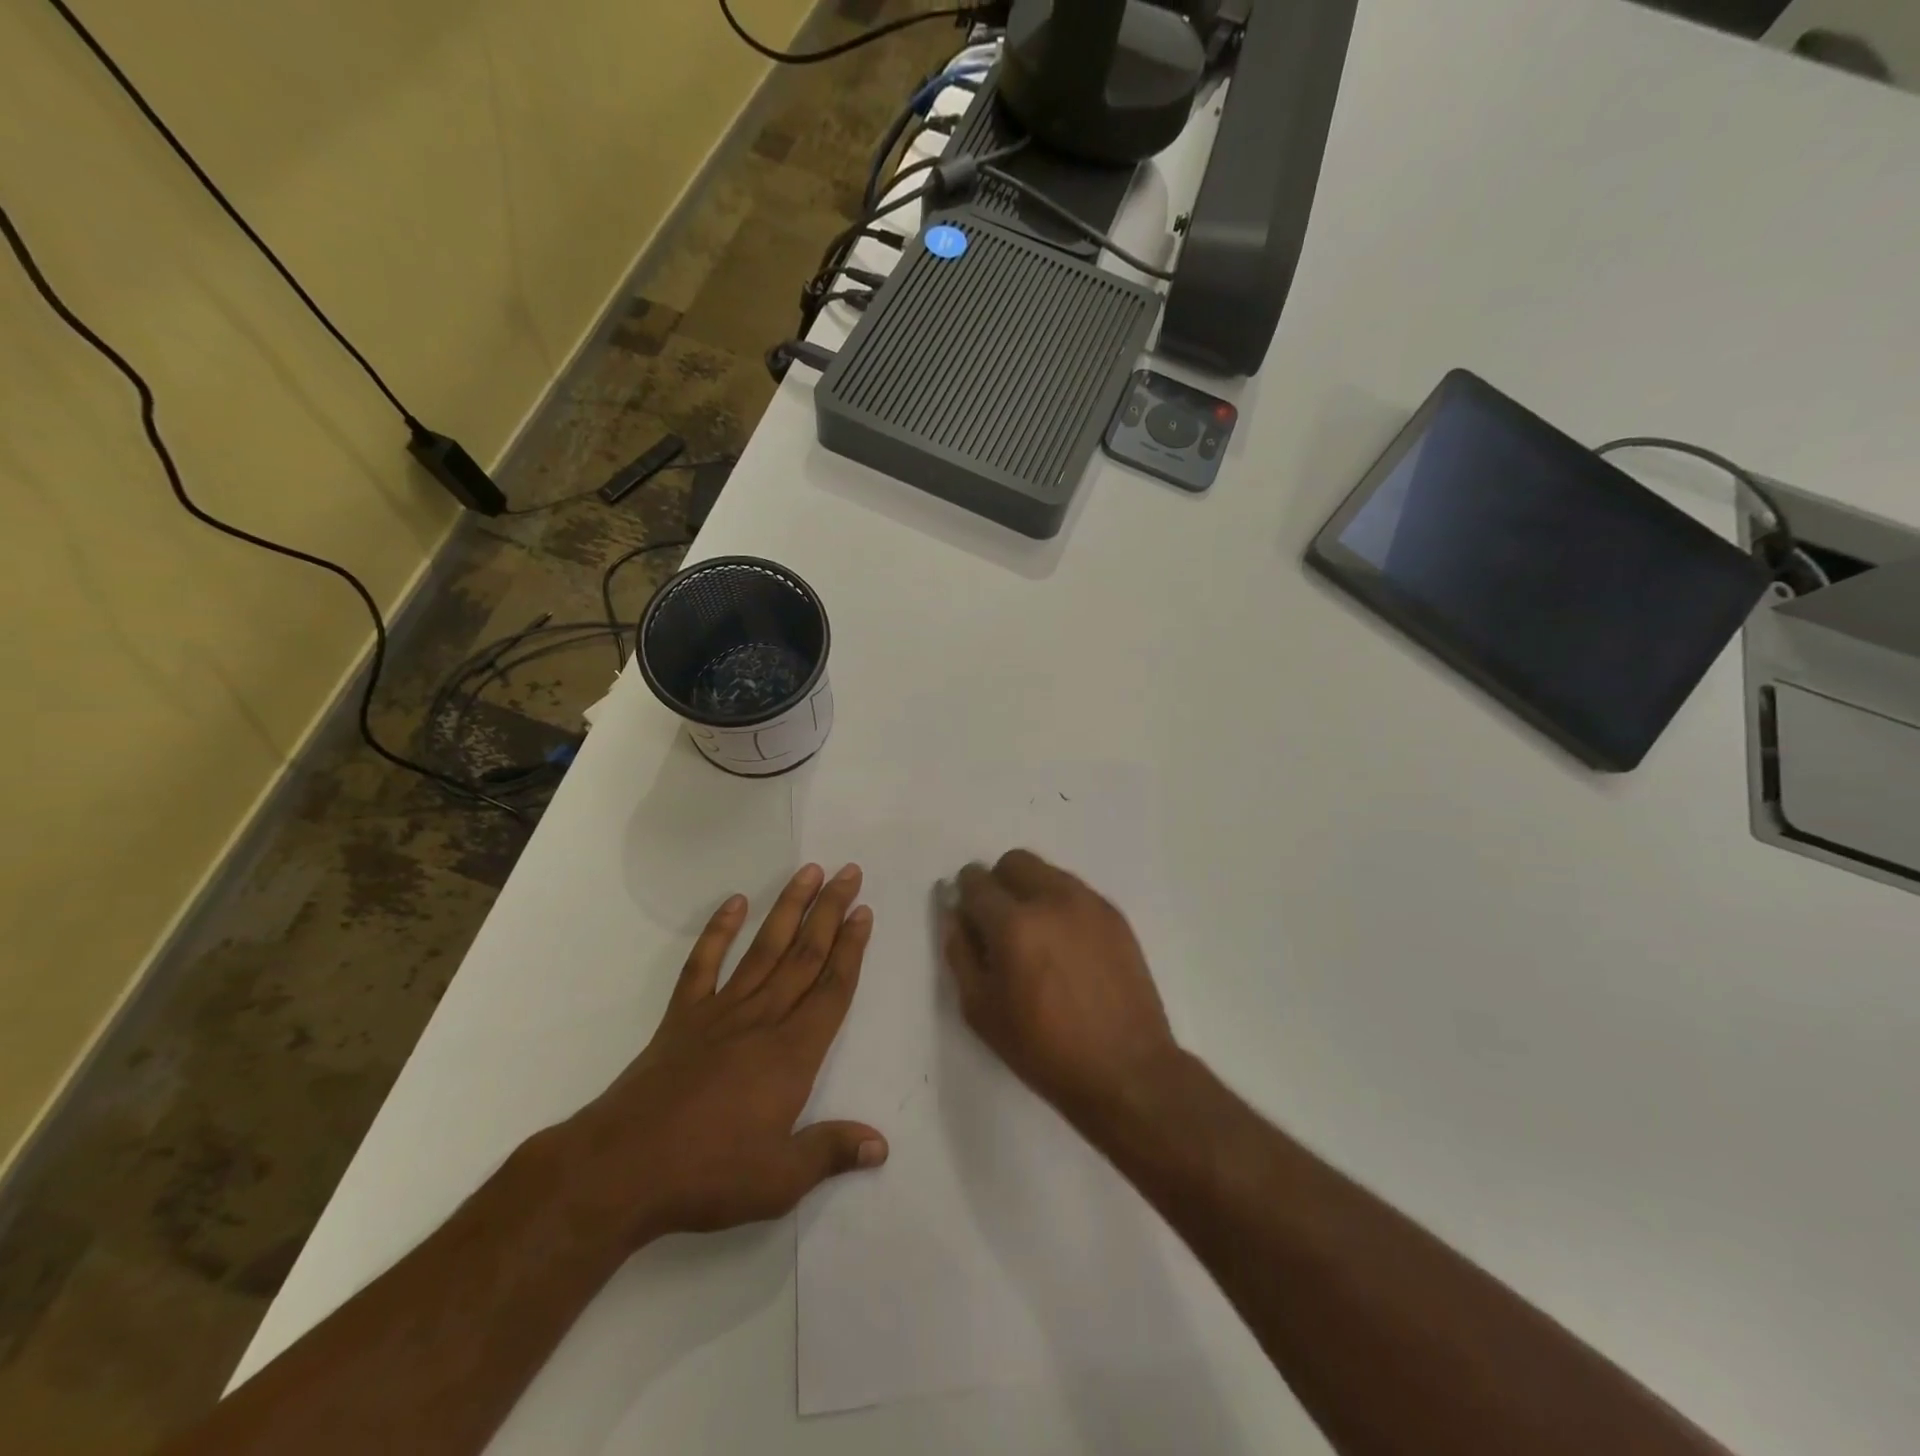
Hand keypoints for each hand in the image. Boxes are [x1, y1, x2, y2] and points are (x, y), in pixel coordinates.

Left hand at [561, 863, 885, 1243]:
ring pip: (764, 948)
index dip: (852, 948)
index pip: (832, 987)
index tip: (864, 911)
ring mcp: (720, 1011)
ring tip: (809, 872)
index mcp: (792, 1052)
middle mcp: (763, 1018)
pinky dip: (719, 931)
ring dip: (789, 907)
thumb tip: (881, 1145)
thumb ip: (831, 1153)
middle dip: (831, 911)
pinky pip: (703, 963)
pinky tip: (735, 903)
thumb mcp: (779, 1179)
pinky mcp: (683, 1016)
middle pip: (805, 954)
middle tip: (849, 872)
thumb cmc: (708, 1174)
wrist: (621, 1169)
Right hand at [942, 850, 1178, 1124]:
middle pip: (1013, 862)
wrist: (1127, 1070)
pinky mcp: (1114, 915)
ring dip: (1030, 891)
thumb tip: (955, 914)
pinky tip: (1065, 947)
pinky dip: (1060, 906)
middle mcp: (1052, 900)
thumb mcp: (982, 1012)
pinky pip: (1075, 892)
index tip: (968, 916)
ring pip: (1047, 872)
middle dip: (998, 884)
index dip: (965, 894)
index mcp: (1014, 925)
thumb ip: (960, 953)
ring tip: (1036, 938)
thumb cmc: (1045, 1050)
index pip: (976, 882)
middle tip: (999, 924)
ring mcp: (1089, 903)